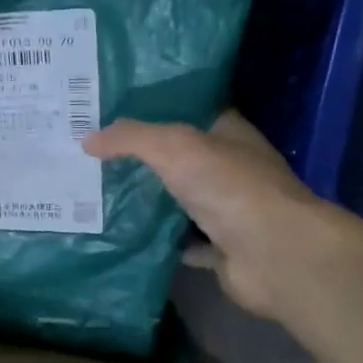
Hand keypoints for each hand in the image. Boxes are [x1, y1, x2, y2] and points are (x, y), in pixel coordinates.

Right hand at [84, 111, 343, 318]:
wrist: (274, 254)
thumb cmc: (230, 187)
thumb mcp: (175, 147)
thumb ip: (131, 138)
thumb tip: (88, 139)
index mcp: (229, 135)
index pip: (191, 112)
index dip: (156, 108)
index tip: (114, 111)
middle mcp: (231, 171)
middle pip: (182, 159)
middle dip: (144, 158)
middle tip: (94, 155)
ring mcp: (228, 212)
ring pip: (181, 202)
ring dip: (150, 201)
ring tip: (100, 194)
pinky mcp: (222, 250)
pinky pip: (183, 243)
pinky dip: (160, 242)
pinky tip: (125, 238)